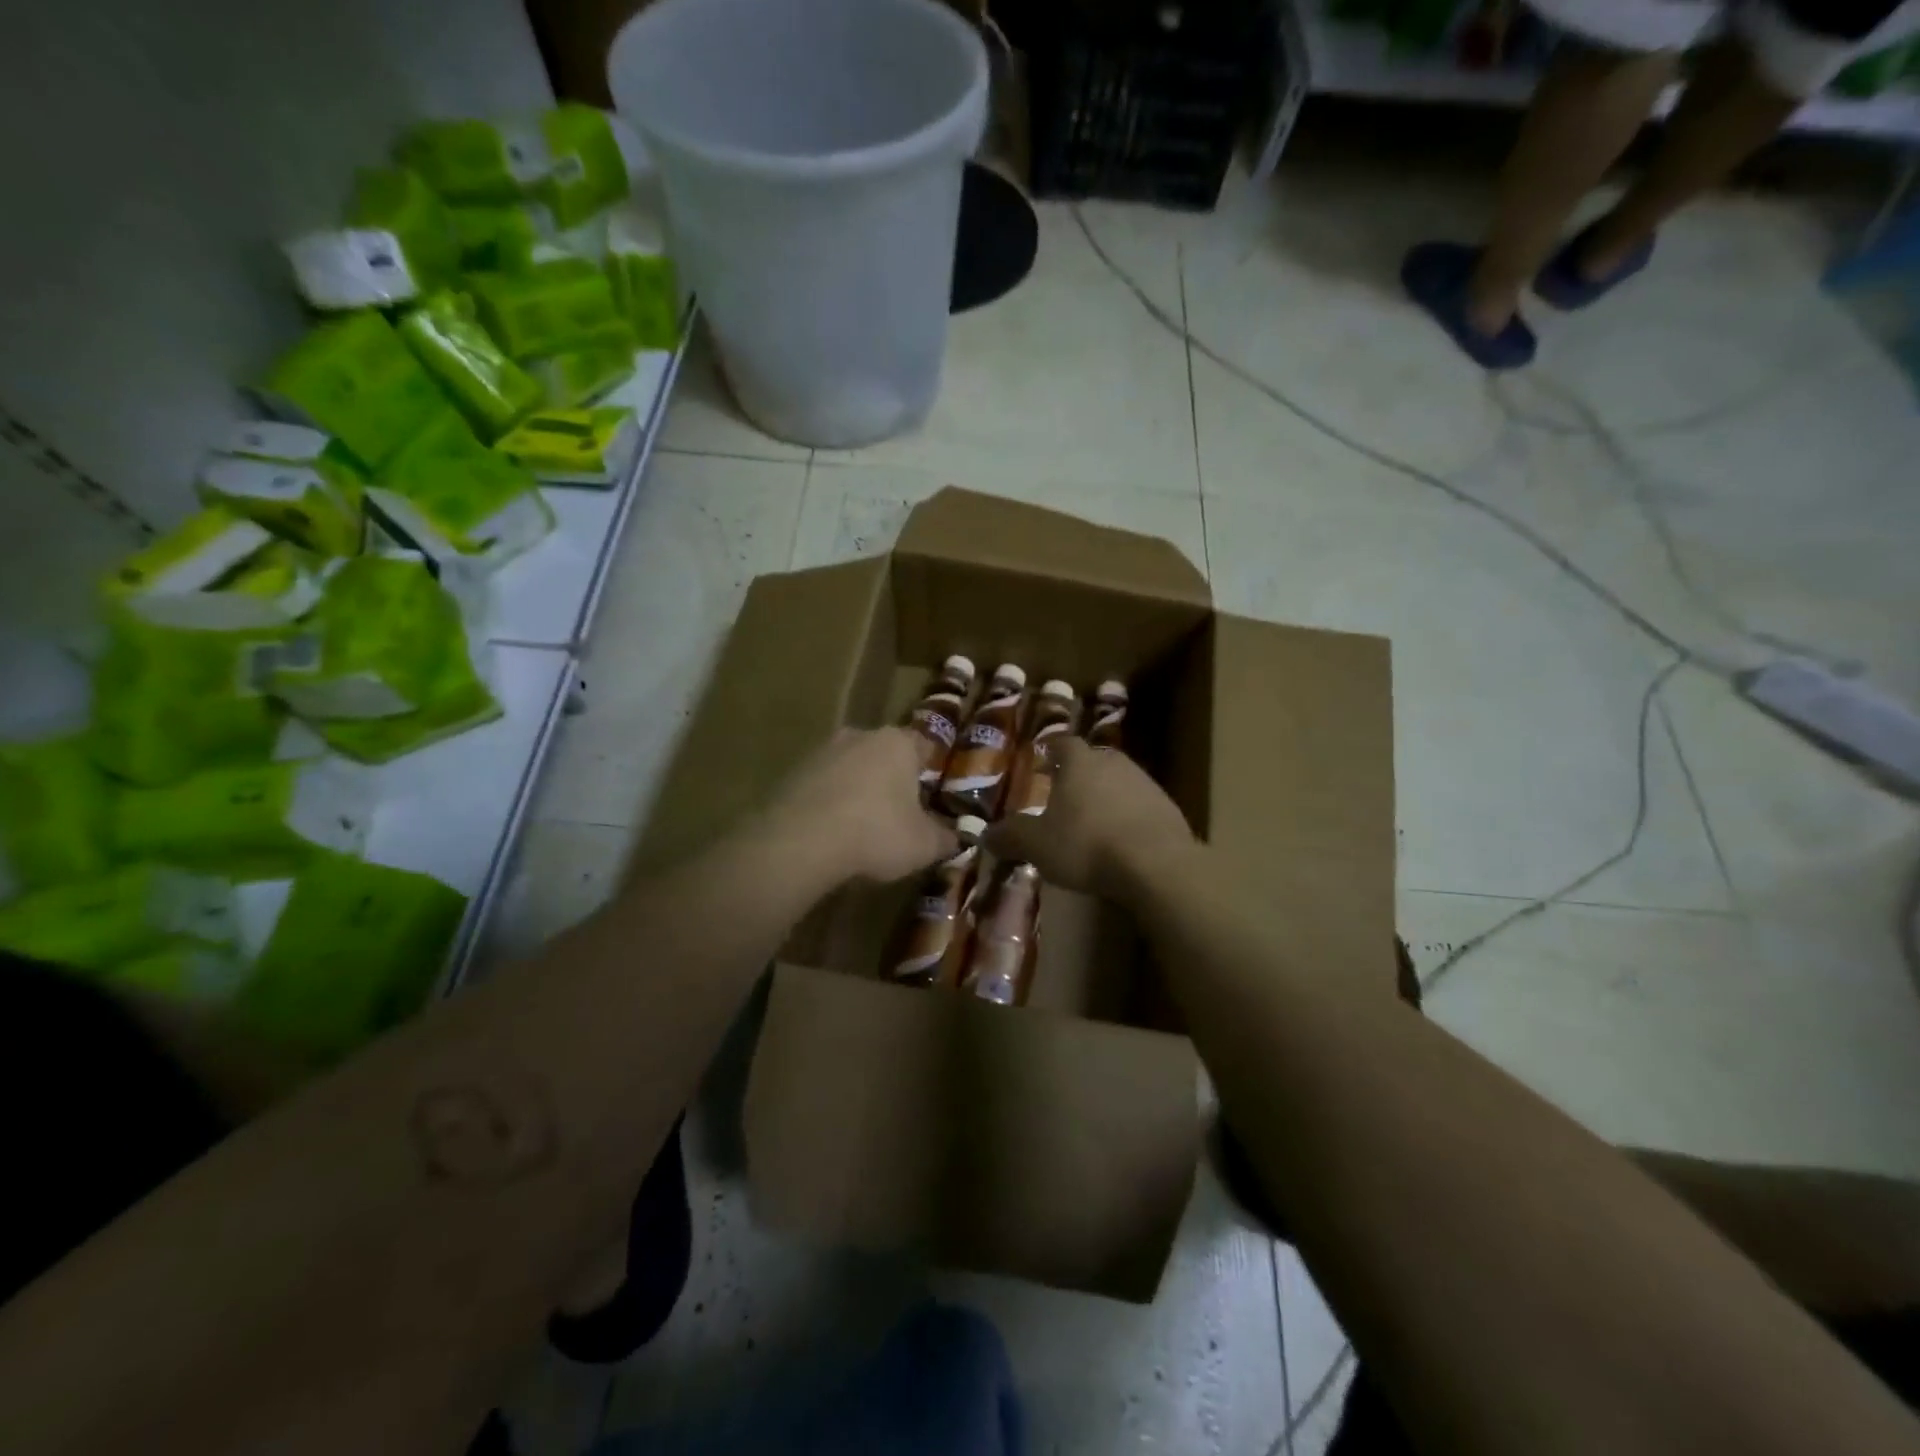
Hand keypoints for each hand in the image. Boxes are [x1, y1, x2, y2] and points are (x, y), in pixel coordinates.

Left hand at [763, 727, 957, 884]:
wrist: (800, 841)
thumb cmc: (876, 833)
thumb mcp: (924, 845)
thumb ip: (946, 839)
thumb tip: (957, 838)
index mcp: (898, 743)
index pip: (925, 746)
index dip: (931, 770)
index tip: (932, 795)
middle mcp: (861, 735)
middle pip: (885, 754)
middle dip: (893, 779)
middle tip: (899, 813)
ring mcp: (823, 751)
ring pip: (852, 767)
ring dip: (859, 789)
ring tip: (862, 826)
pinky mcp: (793, 772)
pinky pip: (823, 785)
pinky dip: (830, 802)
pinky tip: (832, 831)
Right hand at [983, 738, 1194, 896]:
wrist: (1157, 864)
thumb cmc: (1086, 844)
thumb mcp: (1036, 845)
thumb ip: (1010, 836)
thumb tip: (985, 835)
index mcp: (1079, 762)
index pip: (1062, 743)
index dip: (1050, 749)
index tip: (1042, 758)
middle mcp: (1113, 763)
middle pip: (1092, 760)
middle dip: (1078, 774)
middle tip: (1063, 792)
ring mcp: (1145, 783)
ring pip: (1118, 781)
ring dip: (1105, 795)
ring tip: (1092, 819)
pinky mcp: (1168, 808)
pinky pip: (1140, 806)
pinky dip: (1128, 816)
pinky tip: (1121, 839)